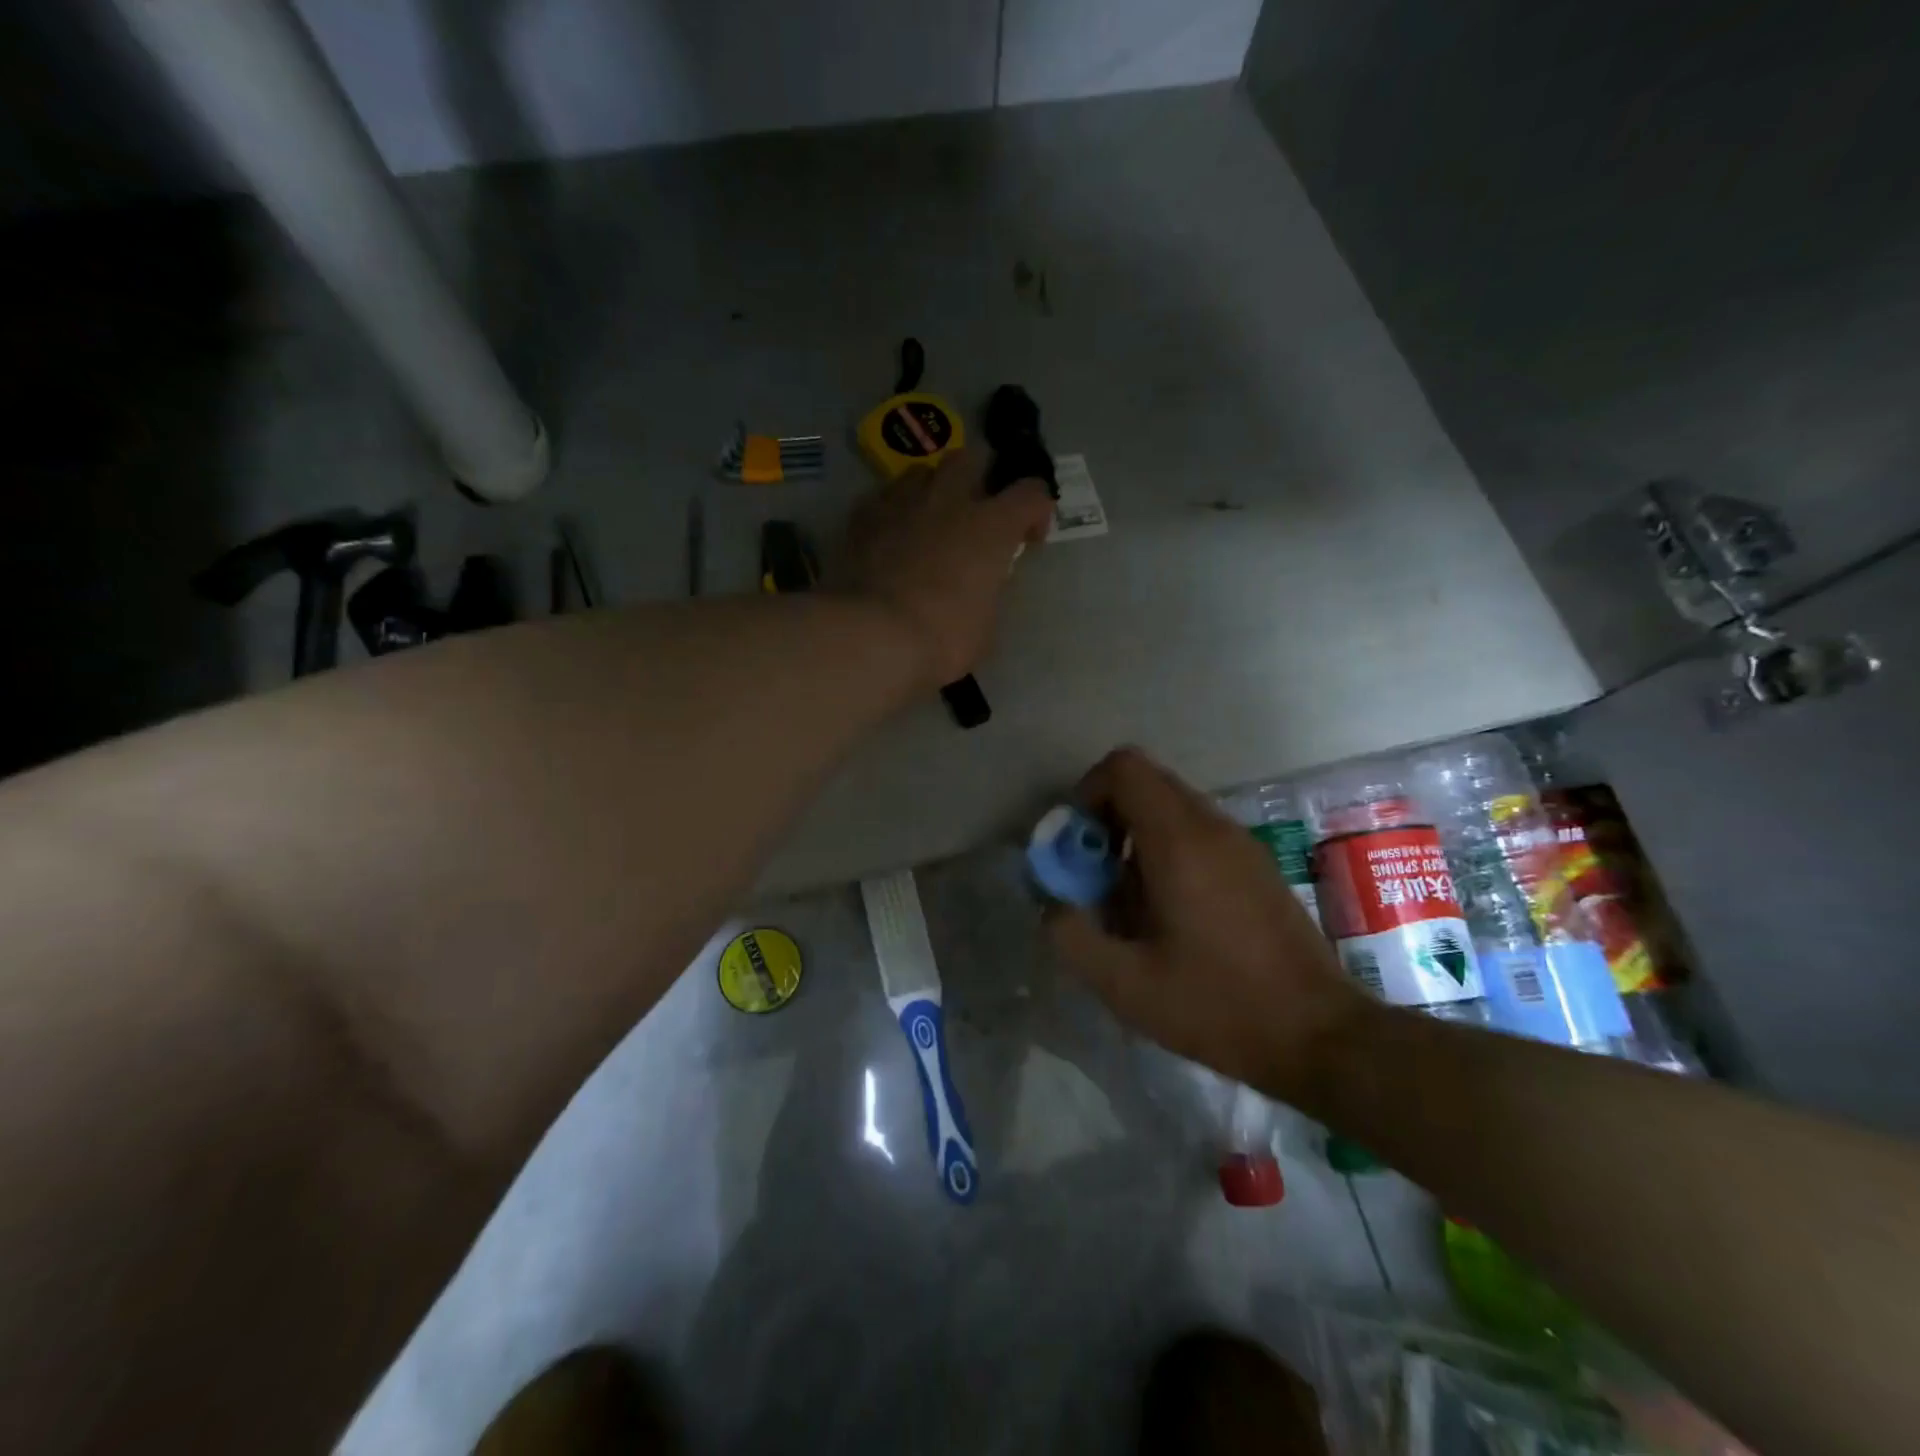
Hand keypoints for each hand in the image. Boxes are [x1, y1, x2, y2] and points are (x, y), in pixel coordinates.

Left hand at [834, 449, 1055, 688]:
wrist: (872, 636)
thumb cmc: (942, 638)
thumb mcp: (985, 626)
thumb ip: (988, 592)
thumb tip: (980, 586)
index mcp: (991, 526)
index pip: (1031, 493)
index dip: (1036, 512)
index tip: (1029, 540)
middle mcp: (949, 500)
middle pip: (972, 457)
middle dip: (980, 478)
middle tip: (977, 513)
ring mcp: (901, 503)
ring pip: (922, 471)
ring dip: (933, 490)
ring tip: (929, 522)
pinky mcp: (862, 518)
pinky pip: (882, 499)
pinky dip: (893, 513)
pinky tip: (890, 539)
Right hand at [1047, 748, 1372, 1099]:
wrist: (1320, 1036)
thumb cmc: (1219, 1006)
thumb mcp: (1126, 985)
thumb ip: (1072, 937)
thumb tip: (1050, 904)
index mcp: (1179, 841)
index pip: (1124, 768)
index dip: (1087, 792)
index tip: (1078, 845)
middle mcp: (1212, 827)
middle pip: (1146, 783)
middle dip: (1107, 818)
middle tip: (1095, 874)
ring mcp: (1241, 843)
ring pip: (1171, 808)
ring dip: (1136, 837)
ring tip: (1128, 901)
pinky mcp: (1257, 865)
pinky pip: (1197, 832)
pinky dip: (1167, 851)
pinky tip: (1168, 914)